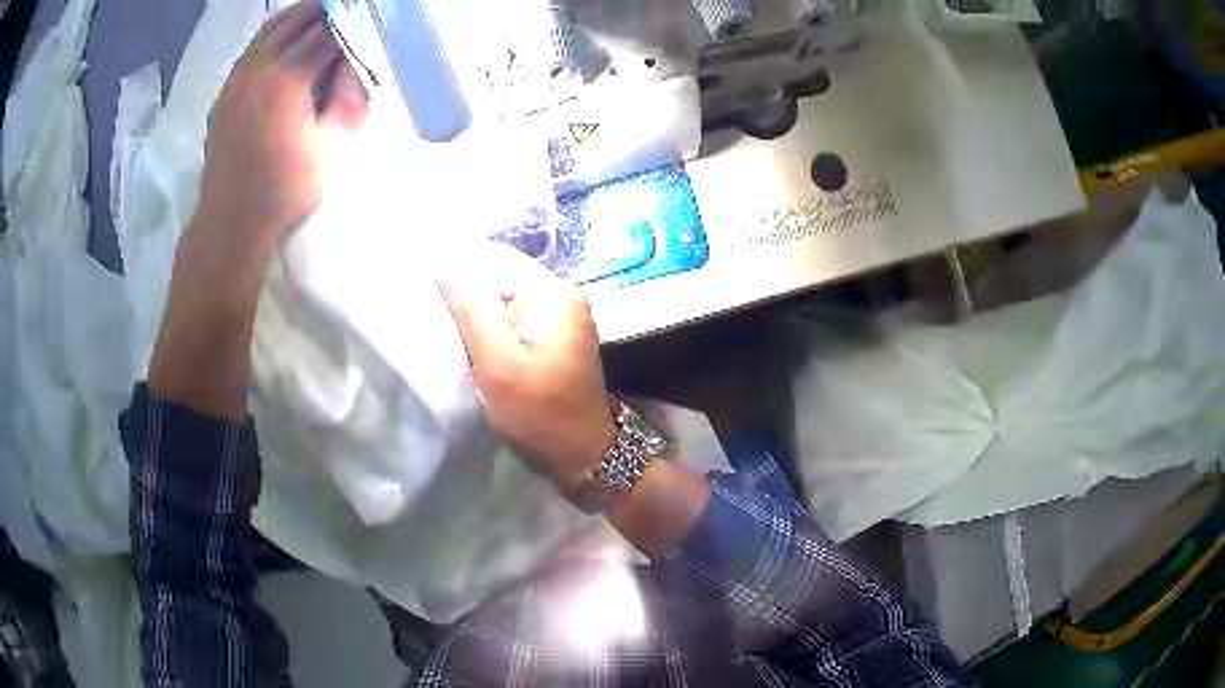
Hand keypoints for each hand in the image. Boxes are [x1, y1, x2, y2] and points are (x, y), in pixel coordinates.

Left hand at [193, 0, 366, 253]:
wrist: (230, 224)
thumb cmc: (284, 193)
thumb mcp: (331, 148)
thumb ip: (348, 97)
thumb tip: (357, 62)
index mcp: (288, 81)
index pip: (328, 33)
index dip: (353, 20)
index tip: (370, 14)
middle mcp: (259, 69)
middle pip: (299, 21)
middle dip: (328, 9)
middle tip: (350, 7)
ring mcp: (237, 79)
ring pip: (271, 29)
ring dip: (299, 15)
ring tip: (322, 9)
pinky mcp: (225, 92)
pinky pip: (253, 48)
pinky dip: (274, 32)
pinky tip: (287, 35)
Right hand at [439, 244, 616, 494]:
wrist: (583, 455)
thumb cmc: (539, 413)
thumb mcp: (498, 362)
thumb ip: (471, 308)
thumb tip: (443, 262)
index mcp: (552, 291)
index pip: (493, 257)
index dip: (457, 270)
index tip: (427, 294)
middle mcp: (561, 293)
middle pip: (499, 275)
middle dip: (466, 294)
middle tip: (435, 319)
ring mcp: (560, 314)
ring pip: (502, 297)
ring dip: (476, 312)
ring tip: (450, 332)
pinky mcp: (553, 335)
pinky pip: (513, 316)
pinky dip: (491, 327)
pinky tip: (473, 344)